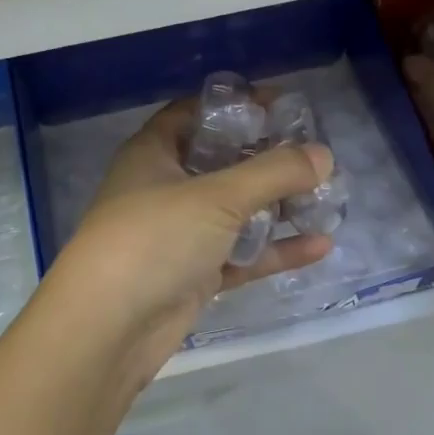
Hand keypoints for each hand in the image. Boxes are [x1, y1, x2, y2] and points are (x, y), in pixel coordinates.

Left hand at [41, 99, 336, 386]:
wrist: (106, 329)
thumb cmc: (154, 239)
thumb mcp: (216, 196)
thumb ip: (273, 172)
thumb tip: (324, 154)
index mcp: (154, 153)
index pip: (195, 114)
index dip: (236, 105)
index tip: (282, 106)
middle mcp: (164, 188)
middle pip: (221, 162)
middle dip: (266, 159)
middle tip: (314, 156)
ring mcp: (178, 234)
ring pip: (234, 212)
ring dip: (276, 206)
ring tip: (326, 198)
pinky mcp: (192, 275)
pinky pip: (240, 255)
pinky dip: (274, 250)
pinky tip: (319, 245)